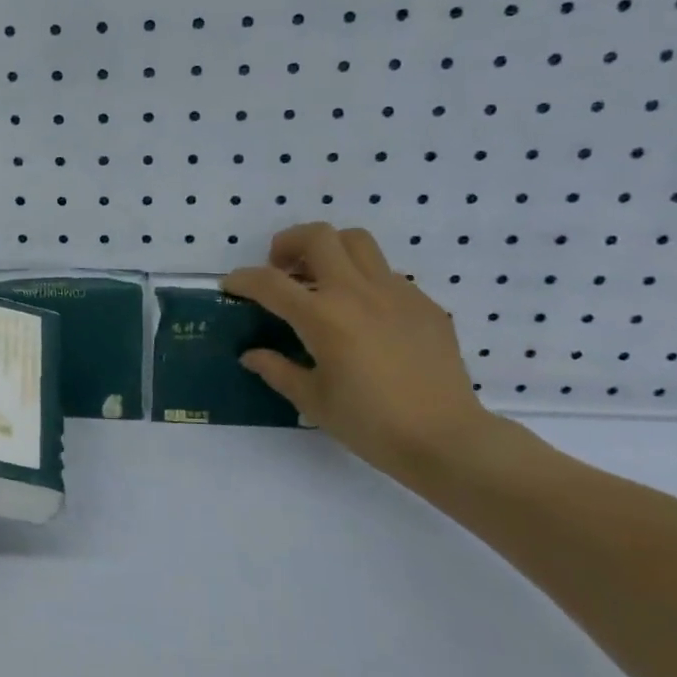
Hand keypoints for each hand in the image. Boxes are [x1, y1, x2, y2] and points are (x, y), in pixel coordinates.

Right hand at [224, 223, 496, 482]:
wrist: (446, 439)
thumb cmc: (370, 424)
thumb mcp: (312, 400)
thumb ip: (276, 369)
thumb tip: (251, 354)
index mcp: (323, 317)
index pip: (269, 282)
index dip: (242, 279)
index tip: (230, 287)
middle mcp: (357, 292)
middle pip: (318, 236)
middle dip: (289, 243)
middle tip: (280, 269)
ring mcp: (396, 292)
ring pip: (357, 242)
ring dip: (329, 250)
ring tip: (320, 280)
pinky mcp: (423, 303)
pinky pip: (386, 273)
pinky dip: (362, 280)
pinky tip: (362, 315)